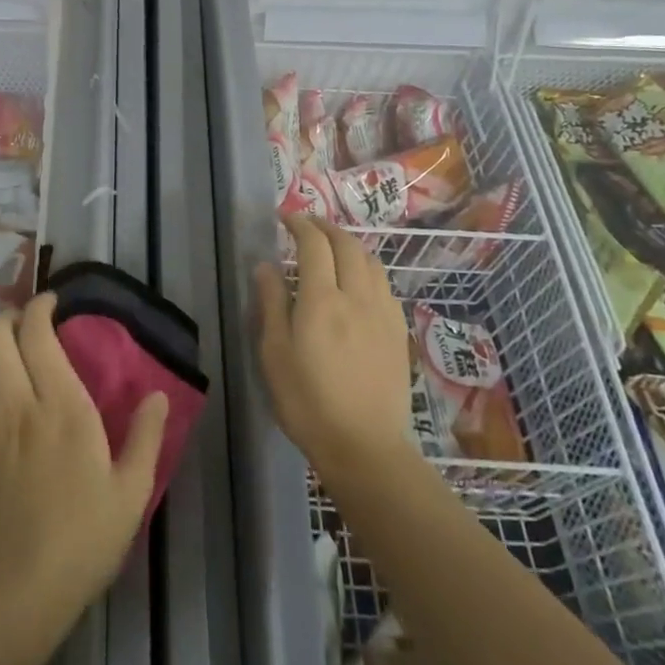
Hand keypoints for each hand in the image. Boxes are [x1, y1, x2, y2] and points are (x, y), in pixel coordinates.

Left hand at [0, 292, 168, 646]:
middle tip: (26, 325)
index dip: (41, 308)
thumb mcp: (131, 492)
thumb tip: (158, 394)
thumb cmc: (83, 540)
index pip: (39, 334)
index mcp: (62, 407)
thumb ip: (146, 437)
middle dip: (9, 317)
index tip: (52, 303)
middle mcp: (16, 403)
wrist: (16, 590)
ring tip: (3, 355)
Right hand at [257, 216, 413, 478]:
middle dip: (326, 227)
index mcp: (321, 300)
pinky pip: (384, 285)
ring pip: (371, 262)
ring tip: (333, 247)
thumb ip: (271, 303)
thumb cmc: (307, 401)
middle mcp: (356, 296)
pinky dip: (368, 269)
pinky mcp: (398, 332)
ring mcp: (383, 313)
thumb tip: (266, 265)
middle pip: (347, 245)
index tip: (286, 217)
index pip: (314, 245)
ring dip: (350, 245)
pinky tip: (359, 281)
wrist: (364, 446)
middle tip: (308, 225)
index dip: (300, 224)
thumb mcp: (274, 353)